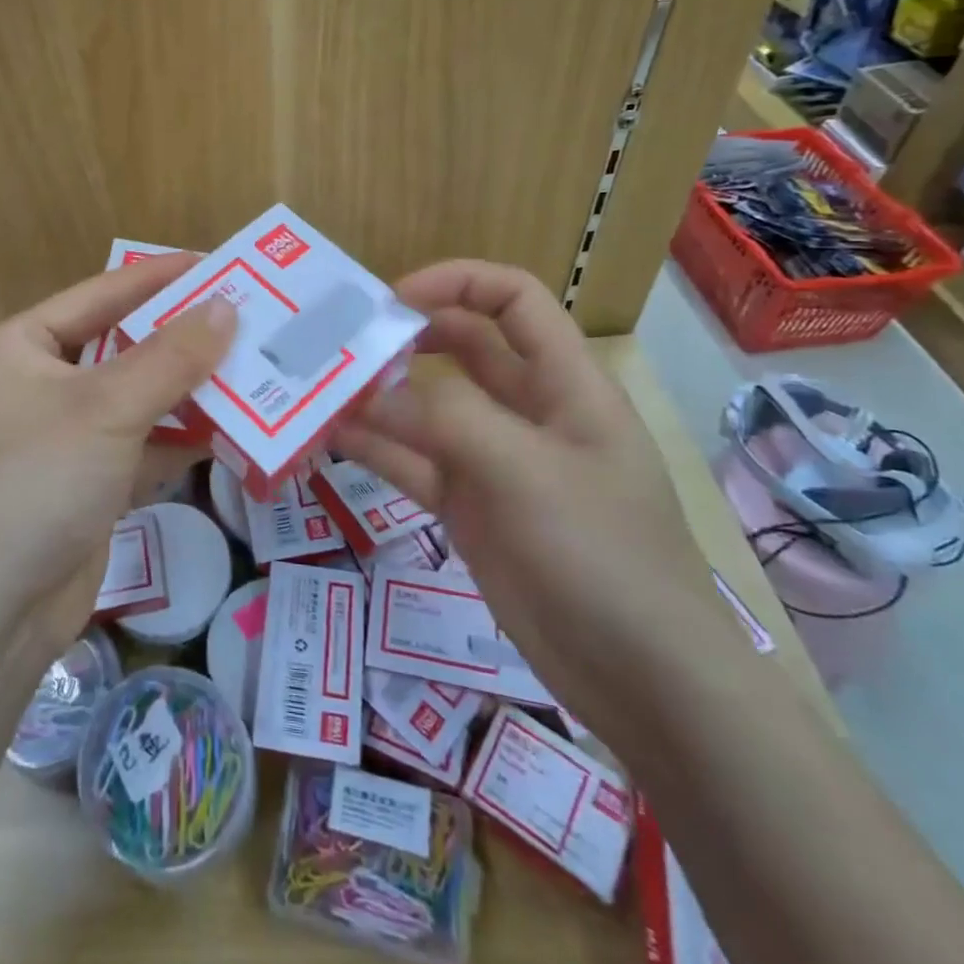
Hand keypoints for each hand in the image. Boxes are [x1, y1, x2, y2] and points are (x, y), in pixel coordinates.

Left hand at [0, 254, 235, 655]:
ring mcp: (66, 435)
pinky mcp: (89, 481)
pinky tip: (230, 431)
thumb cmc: (39, 482)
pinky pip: (143, 444)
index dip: (160, 277)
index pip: (103, 293)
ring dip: (189, 390)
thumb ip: (171, 357)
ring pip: (138, 397)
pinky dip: (180, 439)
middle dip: (183, 338)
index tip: (219, 264)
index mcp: (25, 346)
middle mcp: (42, 382)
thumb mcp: (108, 409)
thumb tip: (227, 307)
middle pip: (124, 346)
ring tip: (252, 369)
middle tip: (248, 319)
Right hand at [331, 261, 743, 731]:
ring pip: (427, 410)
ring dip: (379, 398)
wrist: (642, 680)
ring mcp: (494, 462)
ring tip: (320, 391)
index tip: (392, 301)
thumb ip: (446, 418)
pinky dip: (376, 450)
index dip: (456, 283)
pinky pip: (413, 465)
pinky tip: (332, 442)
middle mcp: (526, 412)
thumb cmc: (602, 554)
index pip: (513, 300)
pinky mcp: (470, 509)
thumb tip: (369, 394)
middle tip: (344, 345)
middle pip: (462, 349)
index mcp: (564, 383)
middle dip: (406, 338)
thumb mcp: (526, 470)